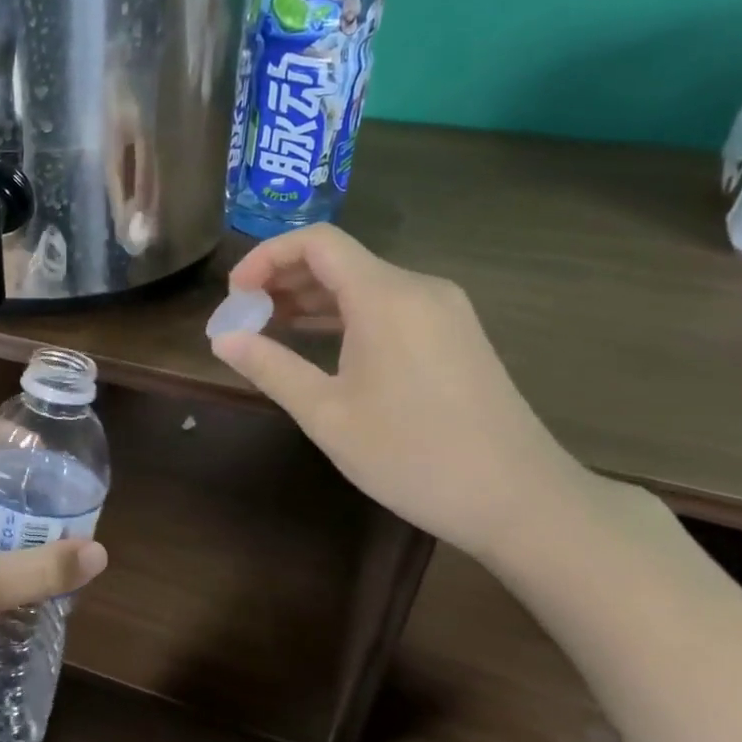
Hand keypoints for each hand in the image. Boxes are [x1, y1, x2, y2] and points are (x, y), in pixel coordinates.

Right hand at [210, 224, 593, 561]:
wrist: (519, 499)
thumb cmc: (413, 455)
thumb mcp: (327, 415)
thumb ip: (271, 368)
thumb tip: (221, 339)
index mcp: (386, 297)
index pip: (317, 242)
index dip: (266, 256)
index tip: (235, 293)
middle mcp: (418, 288)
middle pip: (340, 259)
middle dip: (284, 278)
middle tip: (245, 315)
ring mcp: (443, 311)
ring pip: (364, 283)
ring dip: (313, 298)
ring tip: (270, 327)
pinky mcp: (454, 334)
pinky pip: (388, 306)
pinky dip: (346, 315)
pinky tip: (319, 343)